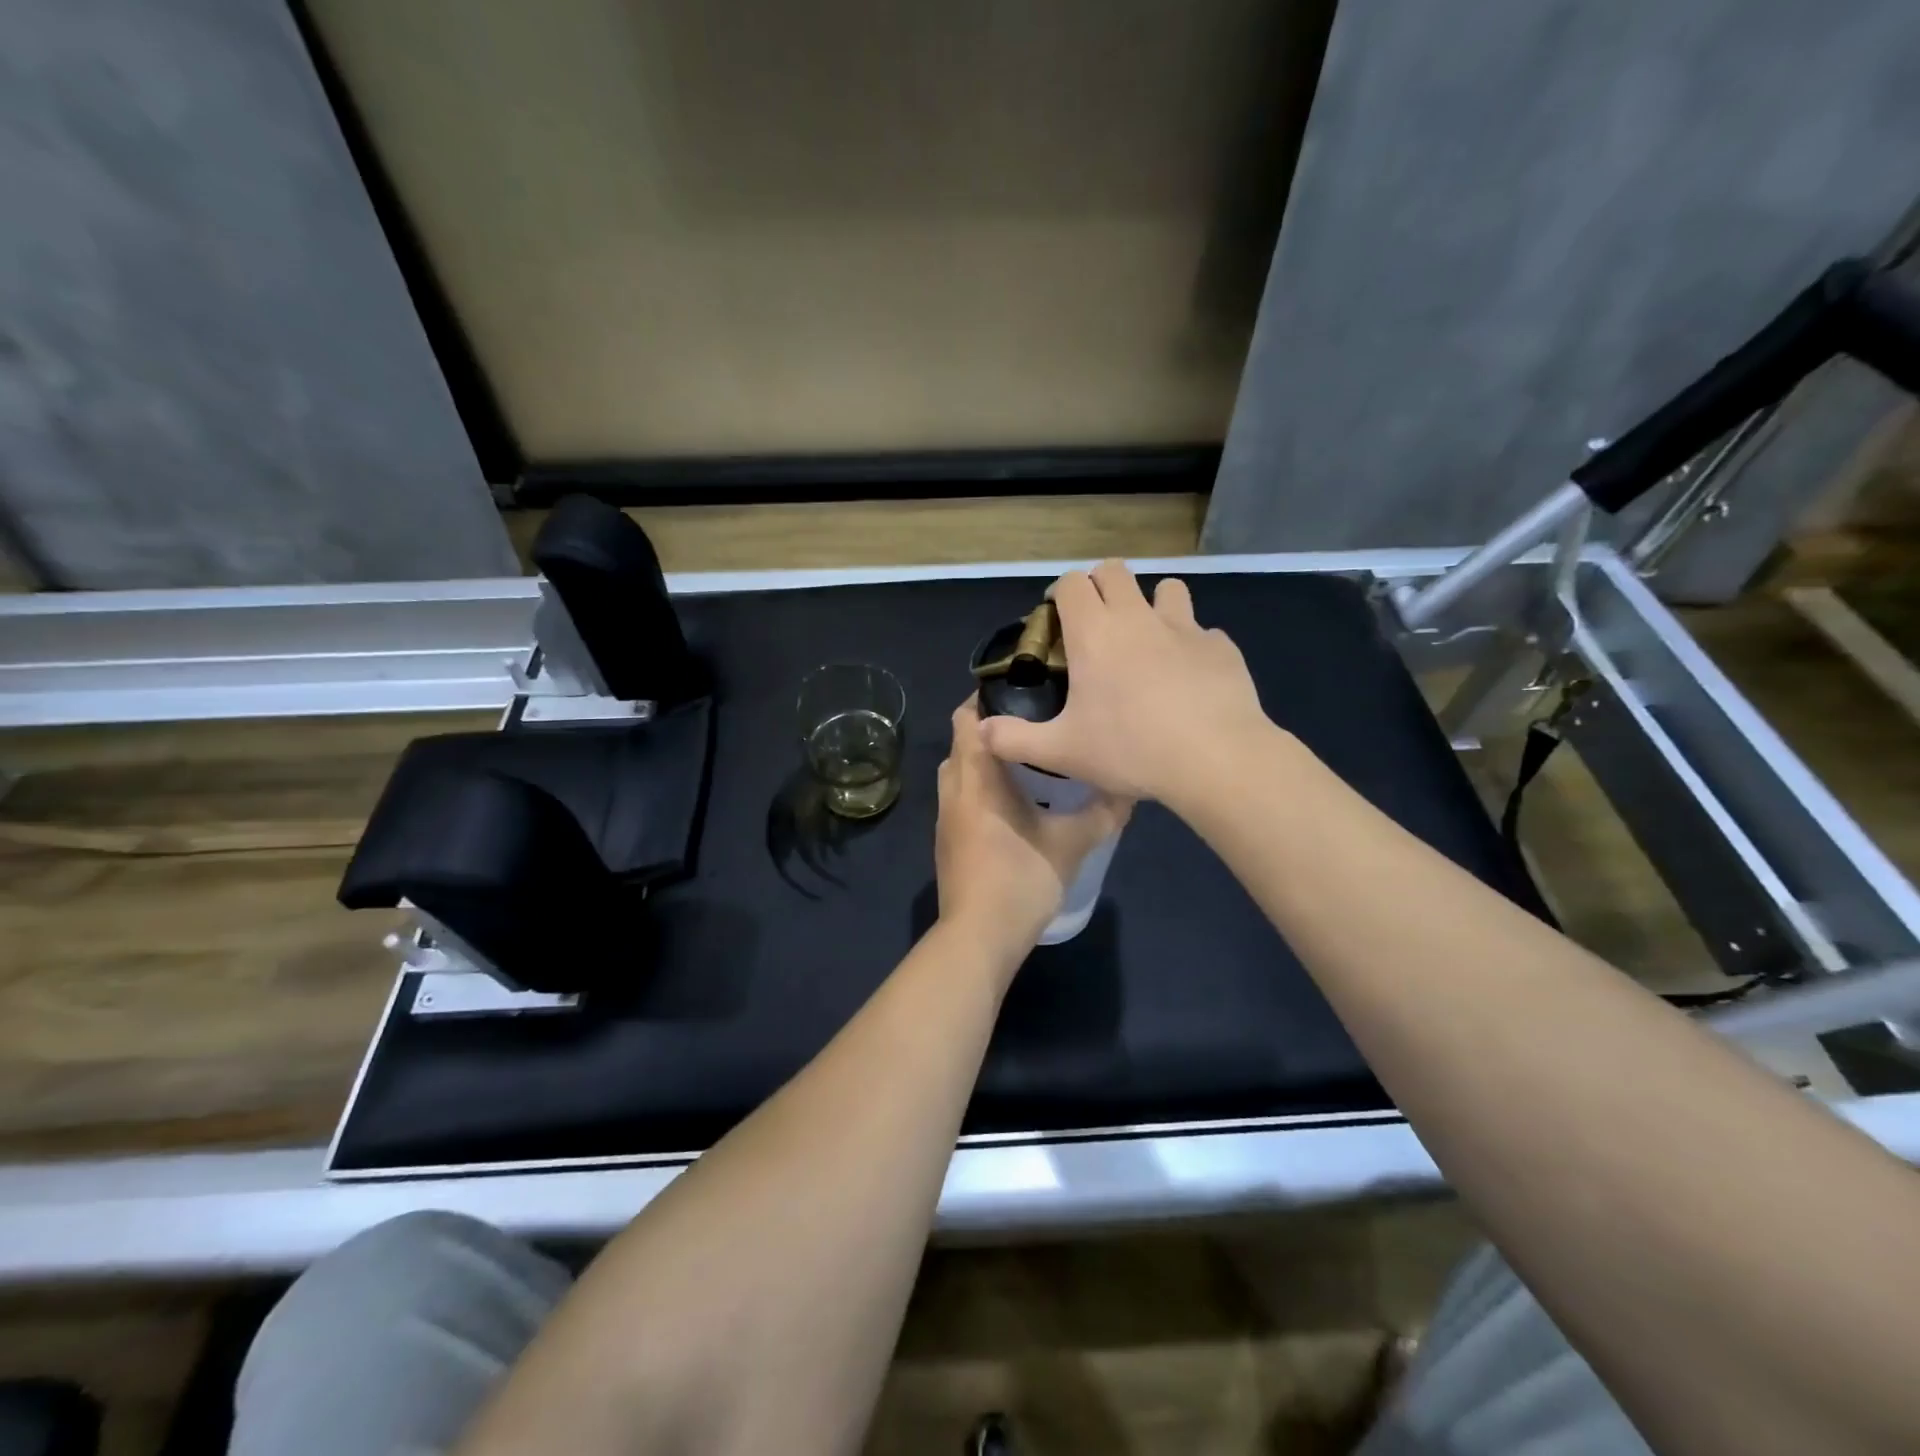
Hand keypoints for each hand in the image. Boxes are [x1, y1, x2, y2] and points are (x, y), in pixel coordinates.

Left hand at [936, 698, 1130, 957]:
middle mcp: (953, 790)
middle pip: (962, 741)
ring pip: (959, 771)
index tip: (1022, 690)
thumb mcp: (1071, 844)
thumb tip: (1129, 789)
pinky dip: (979, 787)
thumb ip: (1101, 813)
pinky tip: (1012, 802)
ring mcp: (945, 818)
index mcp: (976, 778)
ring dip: (984, 760)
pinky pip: (960, 797)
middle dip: (991, 728)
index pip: (966, 718)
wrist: (978, 937)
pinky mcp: (947, 840)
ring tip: (1026, 760)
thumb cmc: (1021, 880)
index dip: (986, 697)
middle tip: (1033, 724)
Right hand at [976, 559, 1273, 805]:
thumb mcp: (1061, 752)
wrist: (1215, 758)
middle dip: (1100, 587)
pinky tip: (1189, 678)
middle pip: (1114, 571)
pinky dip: (1191, 645)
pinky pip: (1202, 632)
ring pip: (1167, 588)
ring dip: (1152, 604)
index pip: (1071, 583)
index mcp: (1095, 633)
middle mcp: (1137, 617)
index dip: (1060, 594)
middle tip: (1096, 625)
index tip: (1057, 619)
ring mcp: (1185, 628)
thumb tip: (980, 731)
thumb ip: (1015, 739)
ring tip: (1148, 640)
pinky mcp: (1221, 646)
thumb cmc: (1129, 750)